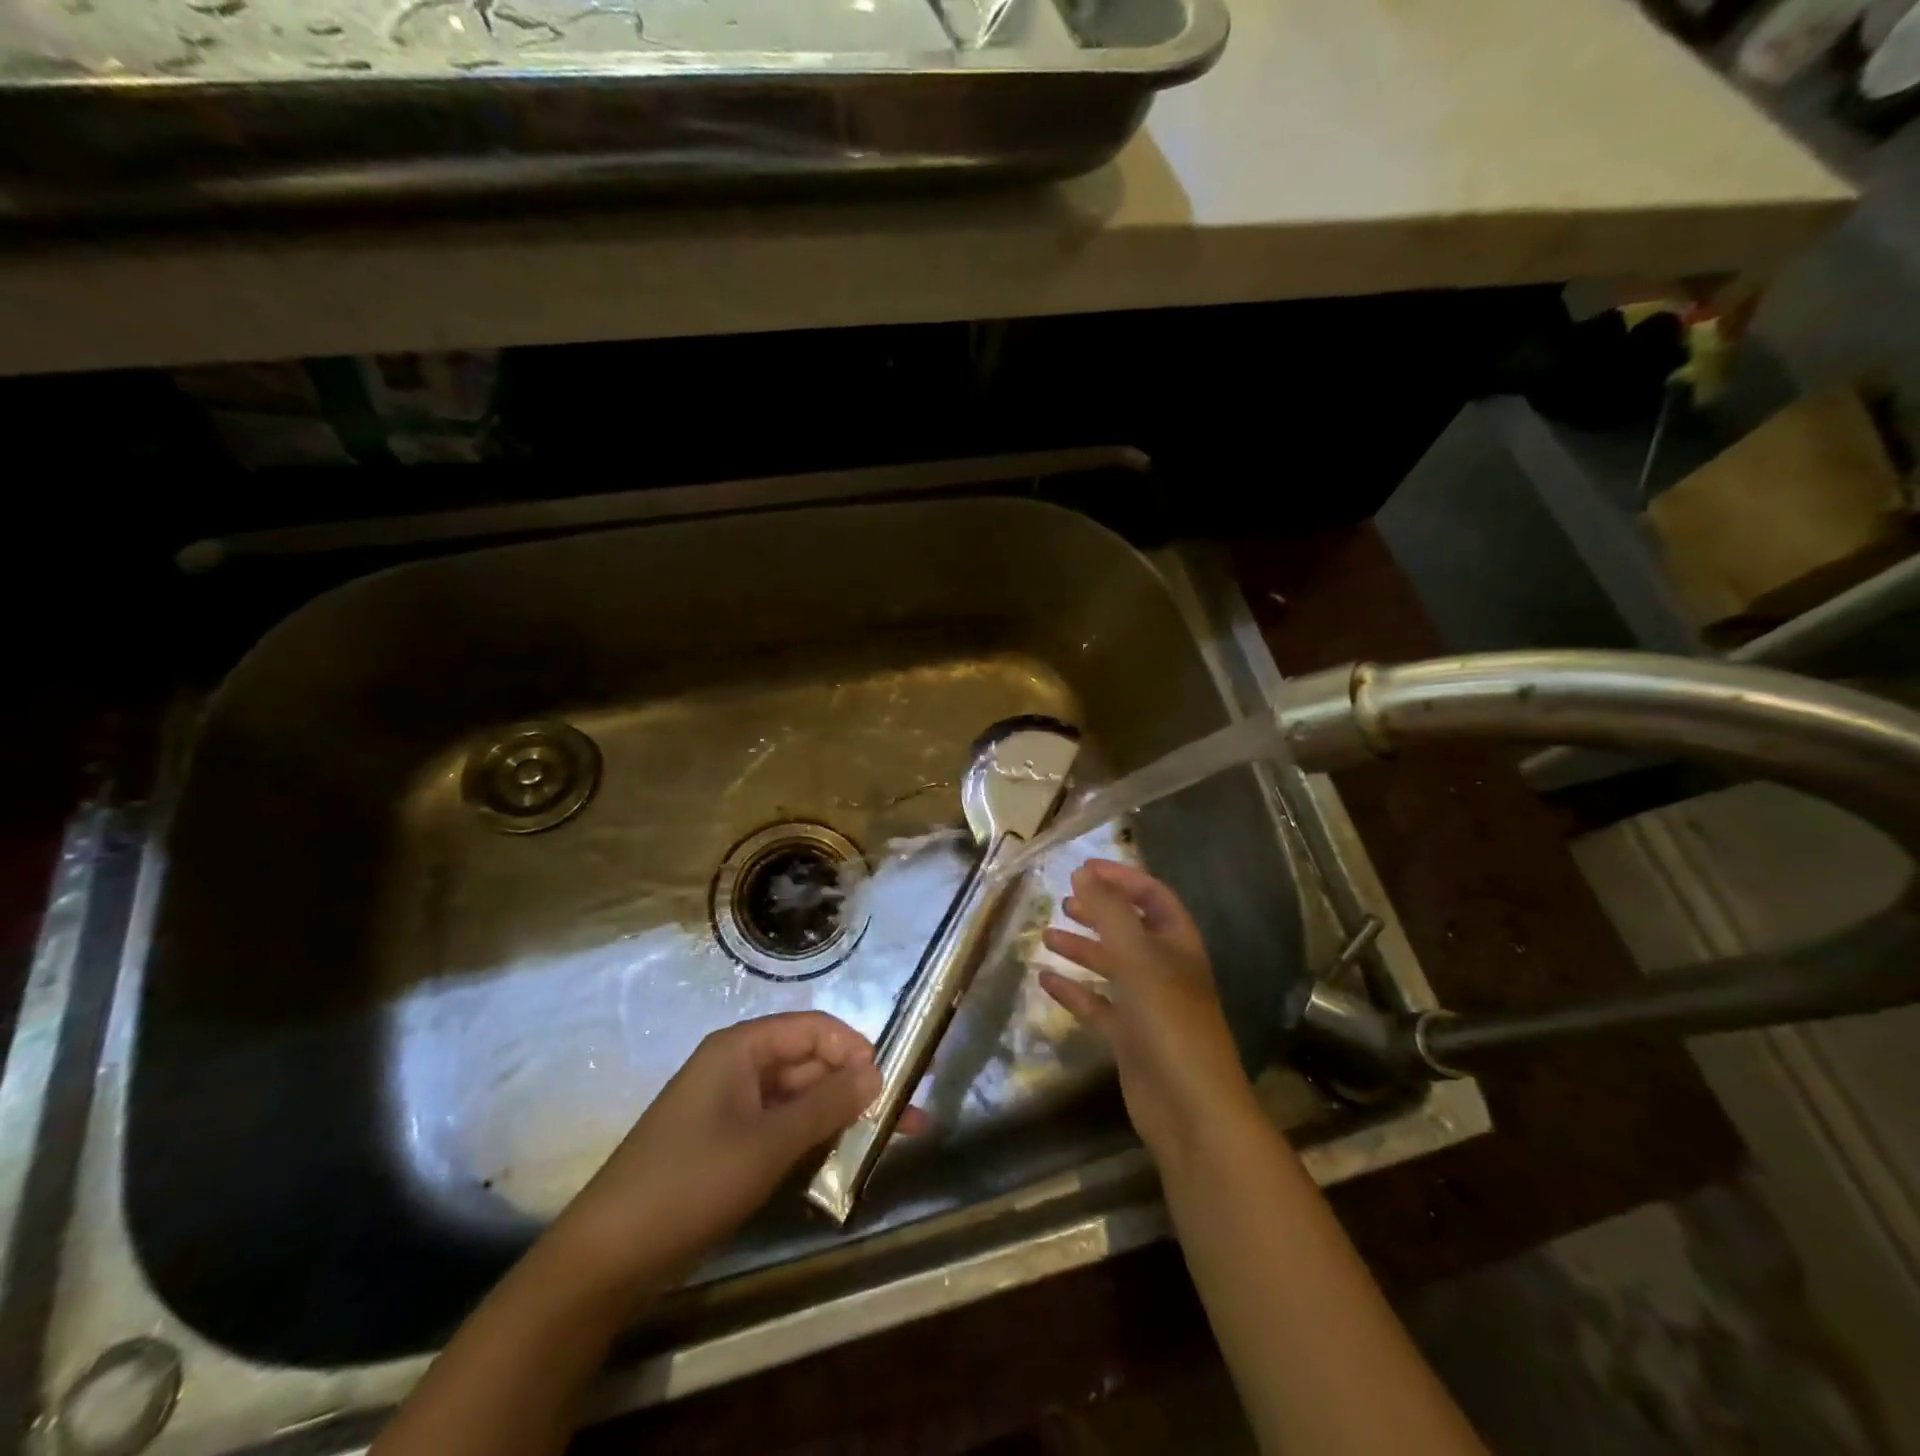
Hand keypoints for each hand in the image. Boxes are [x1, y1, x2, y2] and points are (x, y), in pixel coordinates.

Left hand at [550, 1011, 884, 1297]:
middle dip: (856, 1088)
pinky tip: (845, 1161)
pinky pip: (782, 1129)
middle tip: (906, 1120)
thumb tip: (876, 1072)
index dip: (854, 1048)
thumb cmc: (690, 1183)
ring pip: (800, 1100)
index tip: (891, 1082)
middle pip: (810, 1063)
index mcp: (740, 1049)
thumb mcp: (766, 1144)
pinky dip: (813, 1141)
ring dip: (841, 1118)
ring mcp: (733, 1108)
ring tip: (891, 1141)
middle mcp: (738, 1068)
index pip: (812, 1028)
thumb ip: (825, 1105)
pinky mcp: (729, 1145)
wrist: (607, 1259)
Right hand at [1040, 860, 1258, 1161]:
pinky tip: (1044, 980)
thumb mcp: (1137, 954)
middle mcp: (1164, 969)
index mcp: (1178, 943)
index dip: (1121, 878)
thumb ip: (1108, 911)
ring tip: (1046, 936)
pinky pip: (1097, 1005)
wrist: (1190, 1108)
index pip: (1152, 896)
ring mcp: (1147, 1005)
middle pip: (1130, 929)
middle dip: (1099, 911)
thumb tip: (1083, 872)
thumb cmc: (1168, 1019)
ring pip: (1111, 966)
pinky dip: (1073, 991)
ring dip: (1081, 949)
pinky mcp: (1129, 1038)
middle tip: (1065, 901)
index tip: (1083, 869)